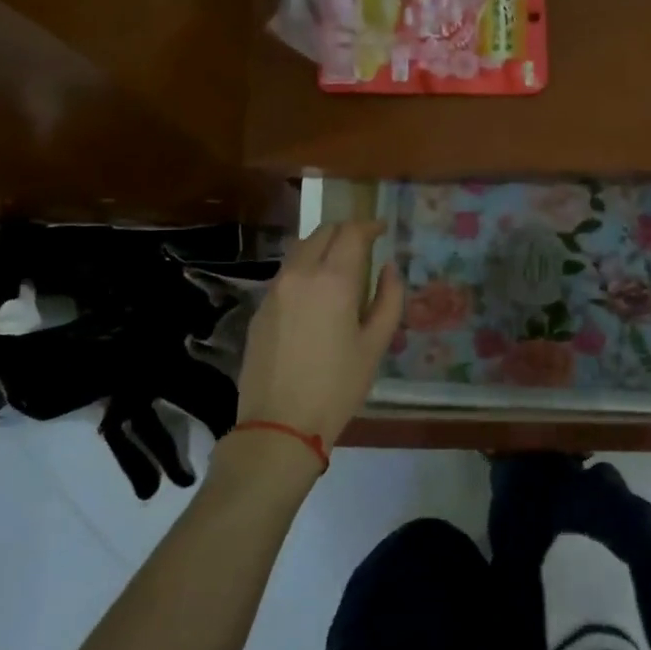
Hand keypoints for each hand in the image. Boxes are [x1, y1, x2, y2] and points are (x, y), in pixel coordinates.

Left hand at [232, 221, 402, 453]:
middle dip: (346, 231)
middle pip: (323, 232)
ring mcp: (275, 289)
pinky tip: (315, 293)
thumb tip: (389, 268)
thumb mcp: (375, 345)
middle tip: (364, 245)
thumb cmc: (338, 386)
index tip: (381, 230)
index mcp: (334, 279)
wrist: (280, 424)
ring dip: (322, 246)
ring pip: (300, 249)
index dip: (369, 226)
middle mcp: (300, 274)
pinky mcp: (260, 307)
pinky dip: (305, 268)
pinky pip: (286, 273)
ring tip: (340, 266)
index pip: (352, 232)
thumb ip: (389, 299)